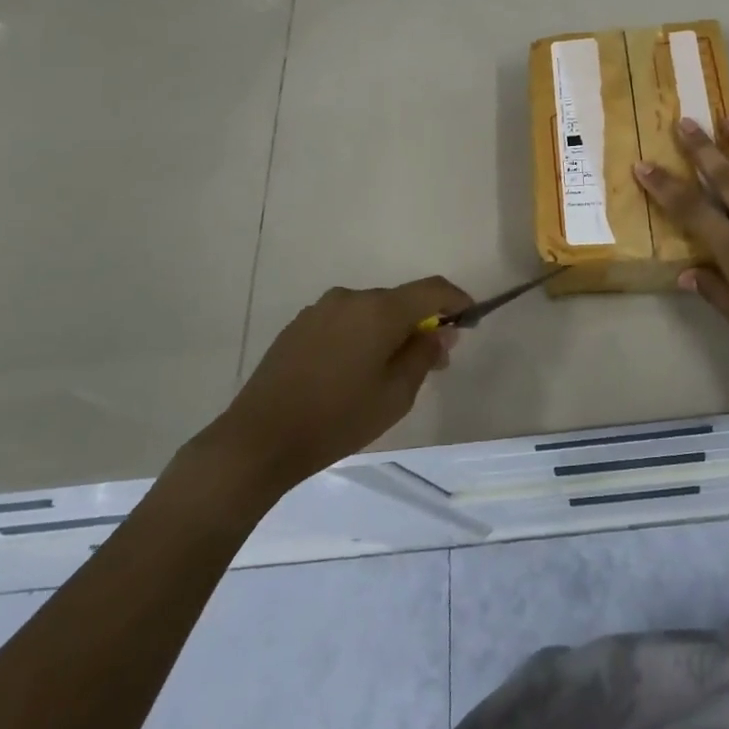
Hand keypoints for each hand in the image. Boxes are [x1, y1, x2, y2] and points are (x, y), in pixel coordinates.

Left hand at [217, 277, 471, 494]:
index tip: (469, 321)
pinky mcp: (299, 325)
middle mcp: (352, 298)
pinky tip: (352, 371)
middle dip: (421, 323)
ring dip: (389, 330)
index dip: (456, 300)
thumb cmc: (337, 419)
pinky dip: (360, 336)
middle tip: (432, 361)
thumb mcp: (395, 395)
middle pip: (400, 300)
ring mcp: (321, 309)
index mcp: (380, 310)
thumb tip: (441, 332)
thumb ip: (424, 355)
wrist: (259, 439)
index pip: (432, 289)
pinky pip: (345, 321)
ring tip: (389, 371)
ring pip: (371, 311)